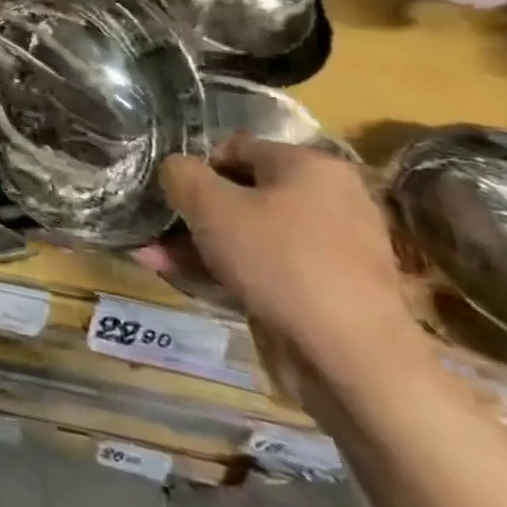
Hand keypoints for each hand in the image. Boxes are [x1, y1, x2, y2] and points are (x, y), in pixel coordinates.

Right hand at [139, 135, 425, 387]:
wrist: (352, 357)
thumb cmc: (278, 259)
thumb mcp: (207, 203)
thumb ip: (180, 173)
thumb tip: (176, 170)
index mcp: (311, 166)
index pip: (233, 149)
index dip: (193, 168)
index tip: (167, 195)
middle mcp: (330, 199)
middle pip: (241, 194)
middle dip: (192, 213)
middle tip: (155, 230)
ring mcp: (333, 248)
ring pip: (249, 234)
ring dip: (199, 244)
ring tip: (155, 259)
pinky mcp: (329, 289)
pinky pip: (267, 267)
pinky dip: (228, 270)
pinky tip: (186, 281)